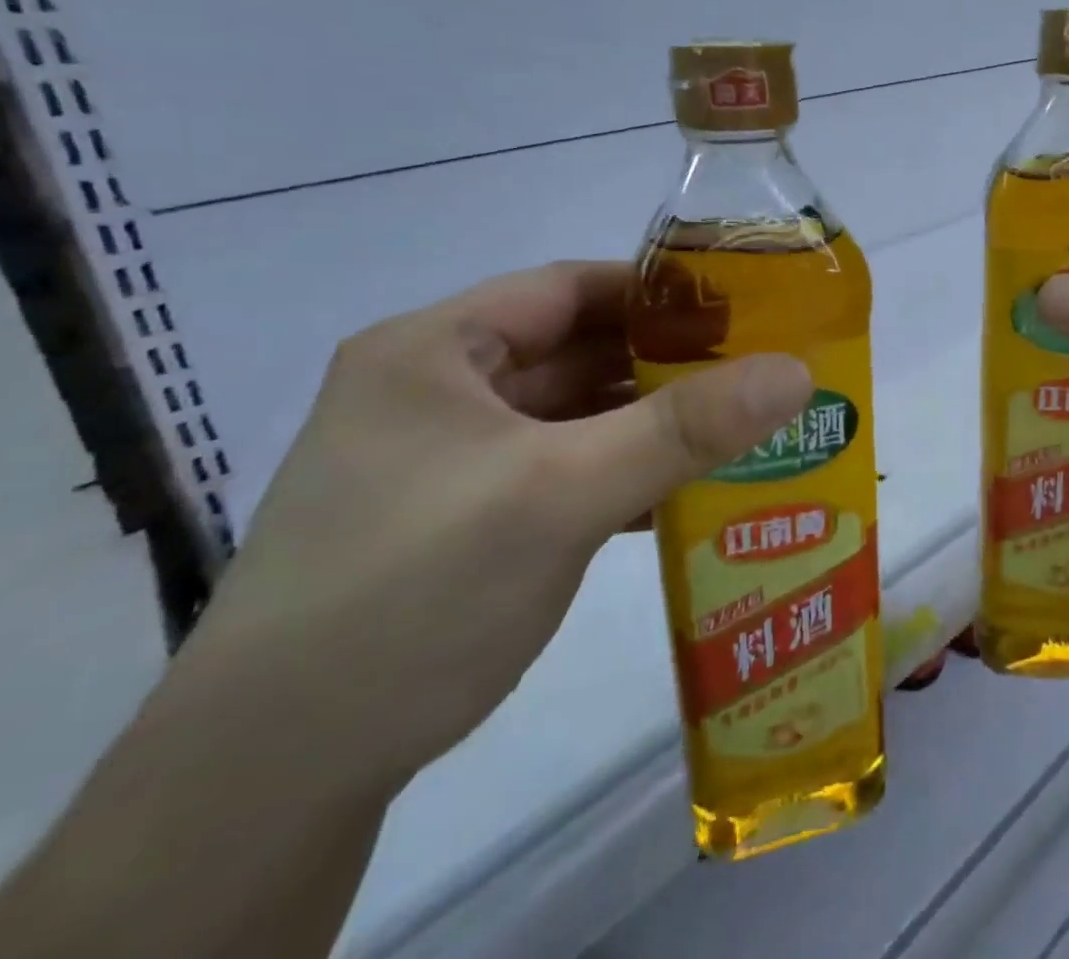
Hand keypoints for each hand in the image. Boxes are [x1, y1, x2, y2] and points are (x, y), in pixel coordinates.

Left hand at [169, 261, 812, 798]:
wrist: (271, 781)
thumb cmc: (413, 590)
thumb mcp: (560, 493)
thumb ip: (684, 428)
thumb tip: (797, 372)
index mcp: (437, 350)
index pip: (570, 288)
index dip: (659, 291)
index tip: (742, 309)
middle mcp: (440, 392)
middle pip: (578, 352)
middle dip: (669, 363)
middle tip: (759, 371)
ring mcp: (451, 461)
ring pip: (576, 418)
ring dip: (653, 425)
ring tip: (743, 429)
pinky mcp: (466, 521)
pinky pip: (566, 473)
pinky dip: (625, 476)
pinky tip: (687, 496)